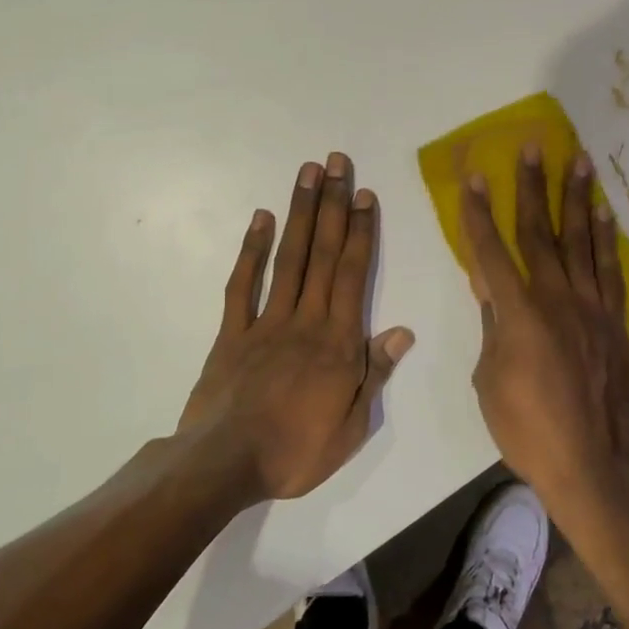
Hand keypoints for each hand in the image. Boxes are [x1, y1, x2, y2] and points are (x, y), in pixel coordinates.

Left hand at [176, 152, 414, 503]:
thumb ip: (375, 373)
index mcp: (338, 342)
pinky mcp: (231, 333)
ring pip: (287, 258)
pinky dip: (252, 250)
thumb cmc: (296, 451)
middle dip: (332, 205)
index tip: (365, 194)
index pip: (353, 274)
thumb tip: (403, 331)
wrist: (224, 465)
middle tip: (337, 163)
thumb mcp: (352, 426)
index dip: (361, 231)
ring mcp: (265, 322)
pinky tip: (261, 219)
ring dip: (299, 213)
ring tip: (307, 173)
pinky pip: (242, 285)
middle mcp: (305, 320)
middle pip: (322, 253)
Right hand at [459, 145, 628, 513]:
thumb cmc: (528, 428)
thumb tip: (489, 286)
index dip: (478, 213)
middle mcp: (556, 298)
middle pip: (540, 232)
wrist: (593, 462)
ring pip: (581, 240)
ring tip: (578, 160)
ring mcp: (591, 306)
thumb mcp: (490, 378)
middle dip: (532, 187)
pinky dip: (607, 238)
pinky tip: (604, 213)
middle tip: (533, 147)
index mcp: (518, 313)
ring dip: (577, 198)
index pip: (491, 251)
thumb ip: (492, 325)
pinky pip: (610, 269)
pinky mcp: (615, 320)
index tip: (473, 176)